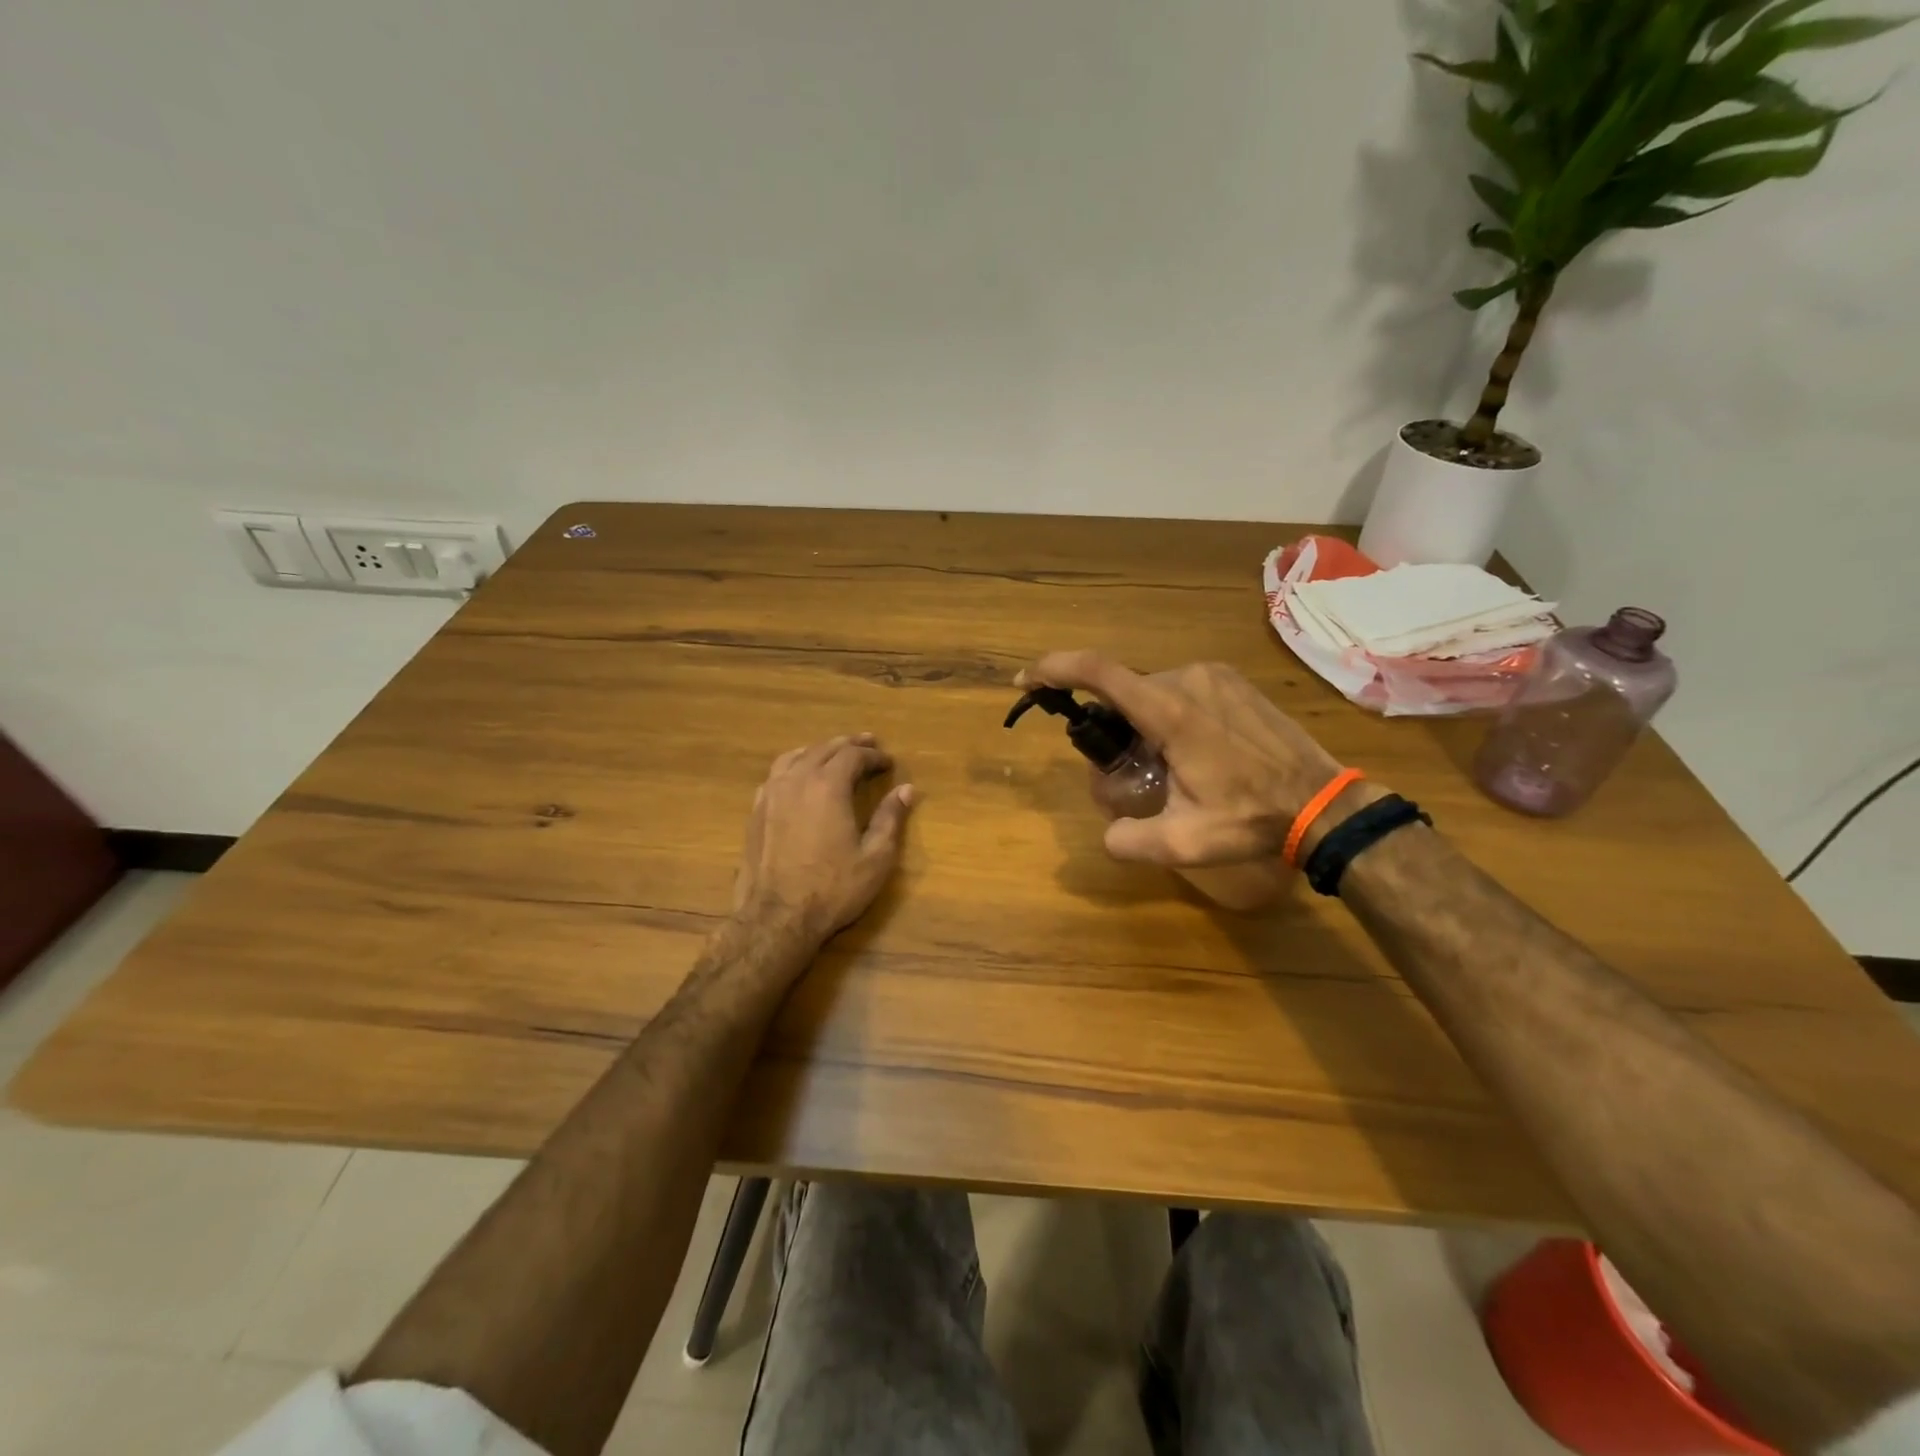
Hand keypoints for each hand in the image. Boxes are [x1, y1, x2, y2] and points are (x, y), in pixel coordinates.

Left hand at [732, 734, 916, 943]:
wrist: (777, 918)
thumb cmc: (833, 889)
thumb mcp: (875, 858)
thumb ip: (890, 819)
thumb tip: (906, 789)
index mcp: (829, 786)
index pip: (853, 756)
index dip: (873, 756)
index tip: (888, 762)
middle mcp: (798, 780)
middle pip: (824, 748)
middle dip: (848, 745)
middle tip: (867, 744)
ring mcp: (772, 794)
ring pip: (796, 756)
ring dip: (819, 750)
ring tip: (833, 752)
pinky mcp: (756, 811)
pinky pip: (776, 774)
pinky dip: (794, 765)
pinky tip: (798, 776)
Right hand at [1017, 652, 1345, 866]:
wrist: (1324, 803)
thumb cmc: (1252, 819)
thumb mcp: (1184, 843)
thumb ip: (1130, 840)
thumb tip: (1108, 833)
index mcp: (1172, 713)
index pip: (1100, 672)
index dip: (1054, 669)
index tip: (1025, 680)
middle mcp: (1189, 680)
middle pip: (1124, 692)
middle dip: (1109, 725)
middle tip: (1124, 770)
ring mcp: (1215, 676)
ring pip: (1152, 691)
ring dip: (1141, 723)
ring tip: (1166, 767)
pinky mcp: (1233, 681)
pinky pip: (1180, 689)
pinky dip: (1167, 714)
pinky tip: (1192, 752)